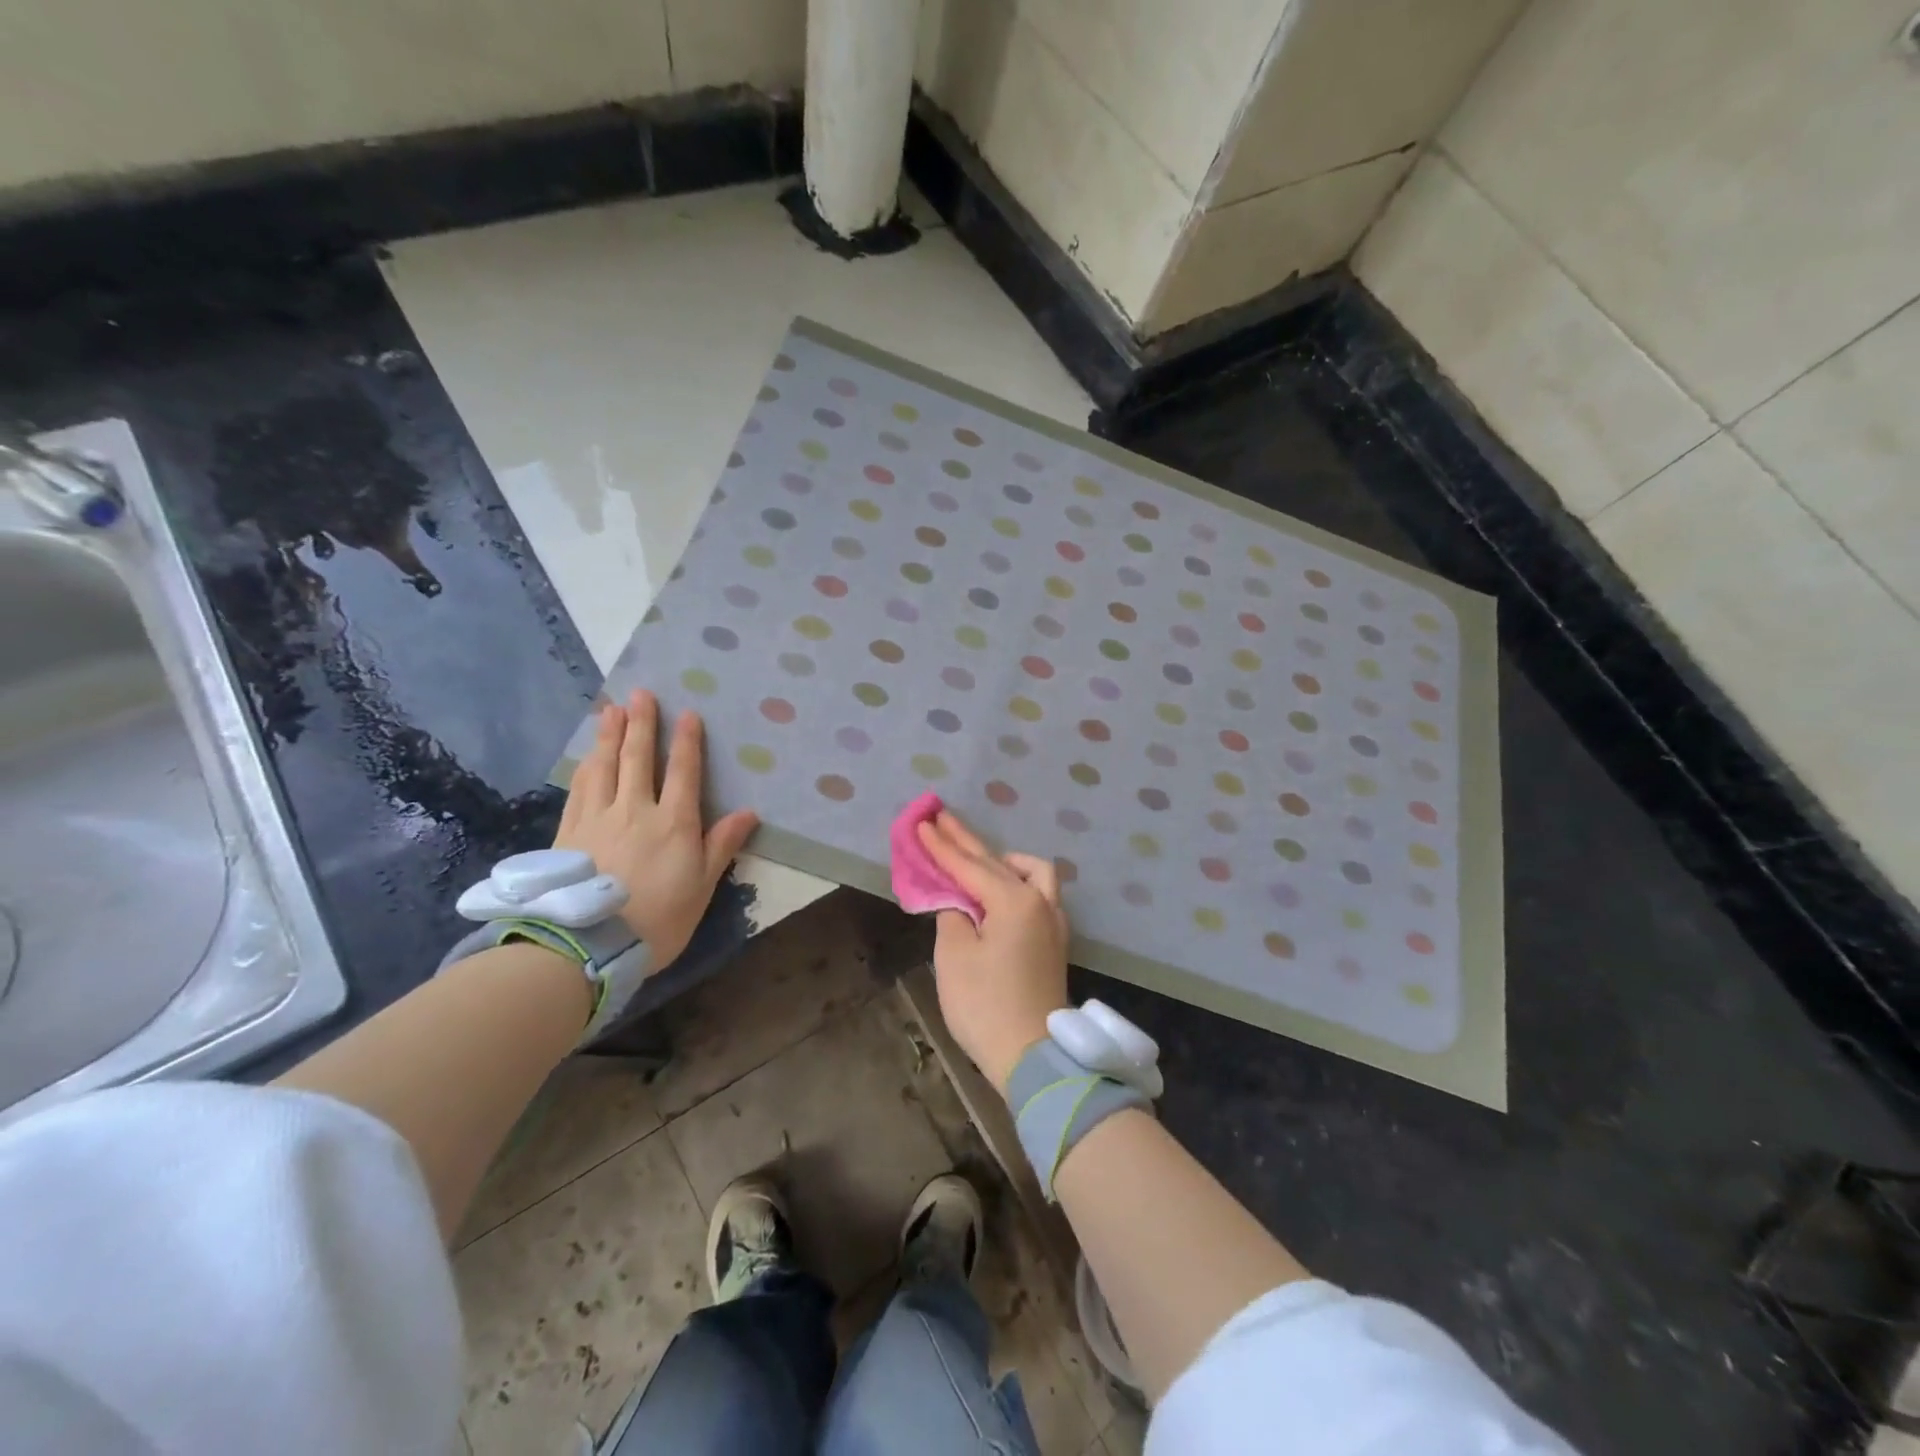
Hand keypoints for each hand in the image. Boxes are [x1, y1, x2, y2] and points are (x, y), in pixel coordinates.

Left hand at [554, 689, 758, 965]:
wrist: (588, 944)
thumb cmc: (657, 919)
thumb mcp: (701, 887)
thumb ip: (721, 845)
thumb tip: (748, 812)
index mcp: (673, 823)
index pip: (682, 772)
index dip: (686, 741)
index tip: (687, 713)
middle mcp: (635, 810)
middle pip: (637, 758)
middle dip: (642, 724)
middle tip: (641, 694)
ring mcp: (597, 818)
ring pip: (604, 767)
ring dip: (609, 735)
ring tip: (612, 710)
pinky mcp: (568, 832)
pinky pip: (579, 788)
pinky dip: (585, 766)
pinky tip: (587, 756)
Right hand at [916, 809, 1069, 1091]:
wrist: (1033, 1056)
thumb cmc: (986, 1004)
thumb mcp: (954, 956)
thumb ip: (953, 915)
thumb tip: (959, 903)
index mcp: (1014, 900)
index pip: (969, 866)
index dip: (942, 846)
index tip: (923, 822)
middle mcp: (1040, 901)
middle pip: (998, 862)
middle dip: (967, 842)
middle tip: (942, 818)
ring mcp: (1053, 921)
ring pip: (1031, 873)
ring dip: (1003, 860)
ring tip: (977, 860)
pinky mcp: (1055, 941)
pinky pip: (1038, 894)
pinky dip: (1017, 882)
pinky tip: (1004, 891)